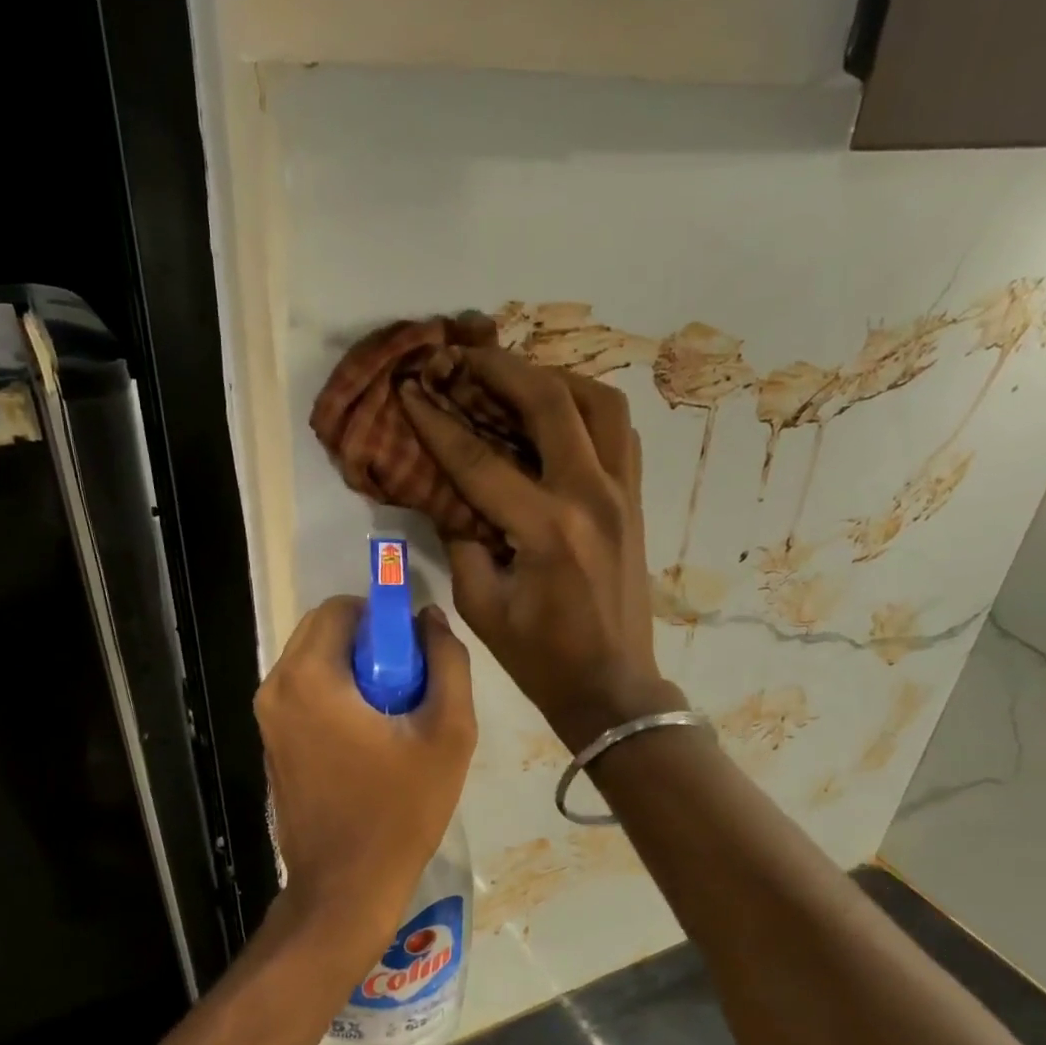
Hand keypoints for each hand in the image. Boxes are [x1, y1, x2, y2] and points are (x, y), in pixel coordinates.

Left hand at [255, 597, 476, 929]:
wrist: (345, 887)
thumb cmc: (400, 811)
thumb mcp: (448, 734)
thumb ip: (447, 663)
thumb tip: (429, 620)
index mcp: (309, 677)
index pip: (342, 608)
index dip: (384, 619)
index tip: (414, 655)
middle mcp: (275, 688)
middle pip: (323, 631)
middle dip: (369, 644)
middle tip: (408, 686)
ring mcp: (267, 718)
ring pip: (313, 662)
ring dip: (354, 670)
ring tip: (392, 717)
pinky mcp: (271, 743)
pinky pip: (304, 693)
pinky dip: (336, 696)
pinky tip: (367, 740)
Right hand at [397, 349, 681, 749]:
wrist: (612, 686)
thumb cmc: (541, 658)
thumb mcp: (482, 606)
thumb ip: (463, 541)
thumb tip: (451, 496)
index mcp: (546, 530)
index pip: (480, 459)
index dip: (438, 423)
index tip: (410, 391)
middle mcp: (590, 497)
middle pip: (550, 403)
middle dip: (502, 370)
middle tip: (465, 358)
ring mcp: (622, 494)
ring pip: (599, 403)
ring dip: (555, 378)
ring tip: (517, 379)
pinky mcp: (634, 500)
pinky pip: (618, 432)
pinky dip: (587, 409)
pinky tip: (558, 416)